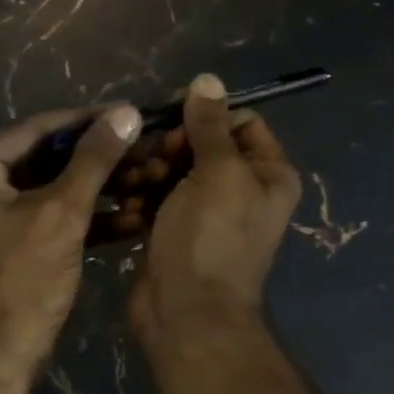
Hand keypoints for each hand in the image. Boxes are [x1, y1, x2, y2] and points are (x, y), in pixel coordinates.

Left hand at [0, 104, 141, 366]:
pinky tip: (127, 221)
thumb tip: (125, 111)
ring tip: (145, 184)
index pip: (34, 130)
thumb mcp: (62, 214)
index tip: (129, 114)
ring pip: (45, 196)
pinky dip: (77, 223)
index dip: (87, 122)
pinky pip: (40, 224)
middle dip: (96, 163)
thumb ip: (94, 160)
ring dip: (94, 194)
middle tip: (142, 152)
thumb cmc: (22, 280)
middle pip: (41, 162)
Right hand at [130, 74, 300, 344]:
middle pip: (201, 146)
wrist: (186, 313)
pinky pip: (156, 200)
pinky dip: (142, 198)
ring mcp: (205, 215)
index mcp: (267, 174)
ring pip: (173, 173)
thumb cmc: (209, 239)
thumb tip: (208, 80)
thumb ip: (210, 125)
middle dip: (170, 148)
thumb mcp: (217, 172)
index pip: (240, 123)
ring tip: (133, 186)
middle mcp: (241, 192)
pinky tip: (126, 203)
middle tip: (150, 162)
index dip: (205, 117)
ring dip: (150, 173)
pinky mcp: (173, 233)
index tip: (173, 125)